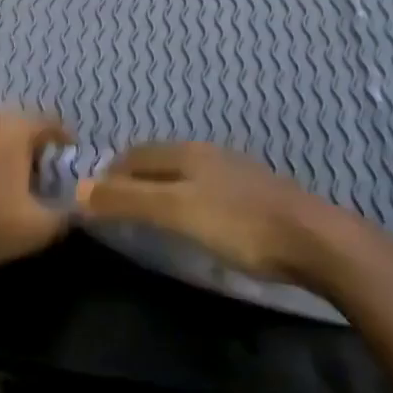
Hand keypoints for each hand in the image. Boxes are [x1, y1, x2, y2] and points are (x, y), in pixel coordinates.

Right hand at [75, 141, 368, 283]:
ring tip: (147, 213)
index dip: (110, 173)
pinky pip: (203, 188)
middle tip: (113, 206)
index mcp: (185, 152)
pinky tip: (192, 219)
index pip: (134, 155)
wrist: (314, 240)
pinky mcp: (253, 194)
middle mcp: (206, 153)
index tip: (91, 197)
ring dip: (158, 188)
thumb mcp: (177, 212)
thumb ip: (128, 201)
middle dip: (131, 177)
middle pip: (157, 160)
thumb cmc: (239, 224)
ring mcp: (233, 171)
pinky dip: (183, 198)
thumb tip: (79, 189)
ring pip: (182, 173)